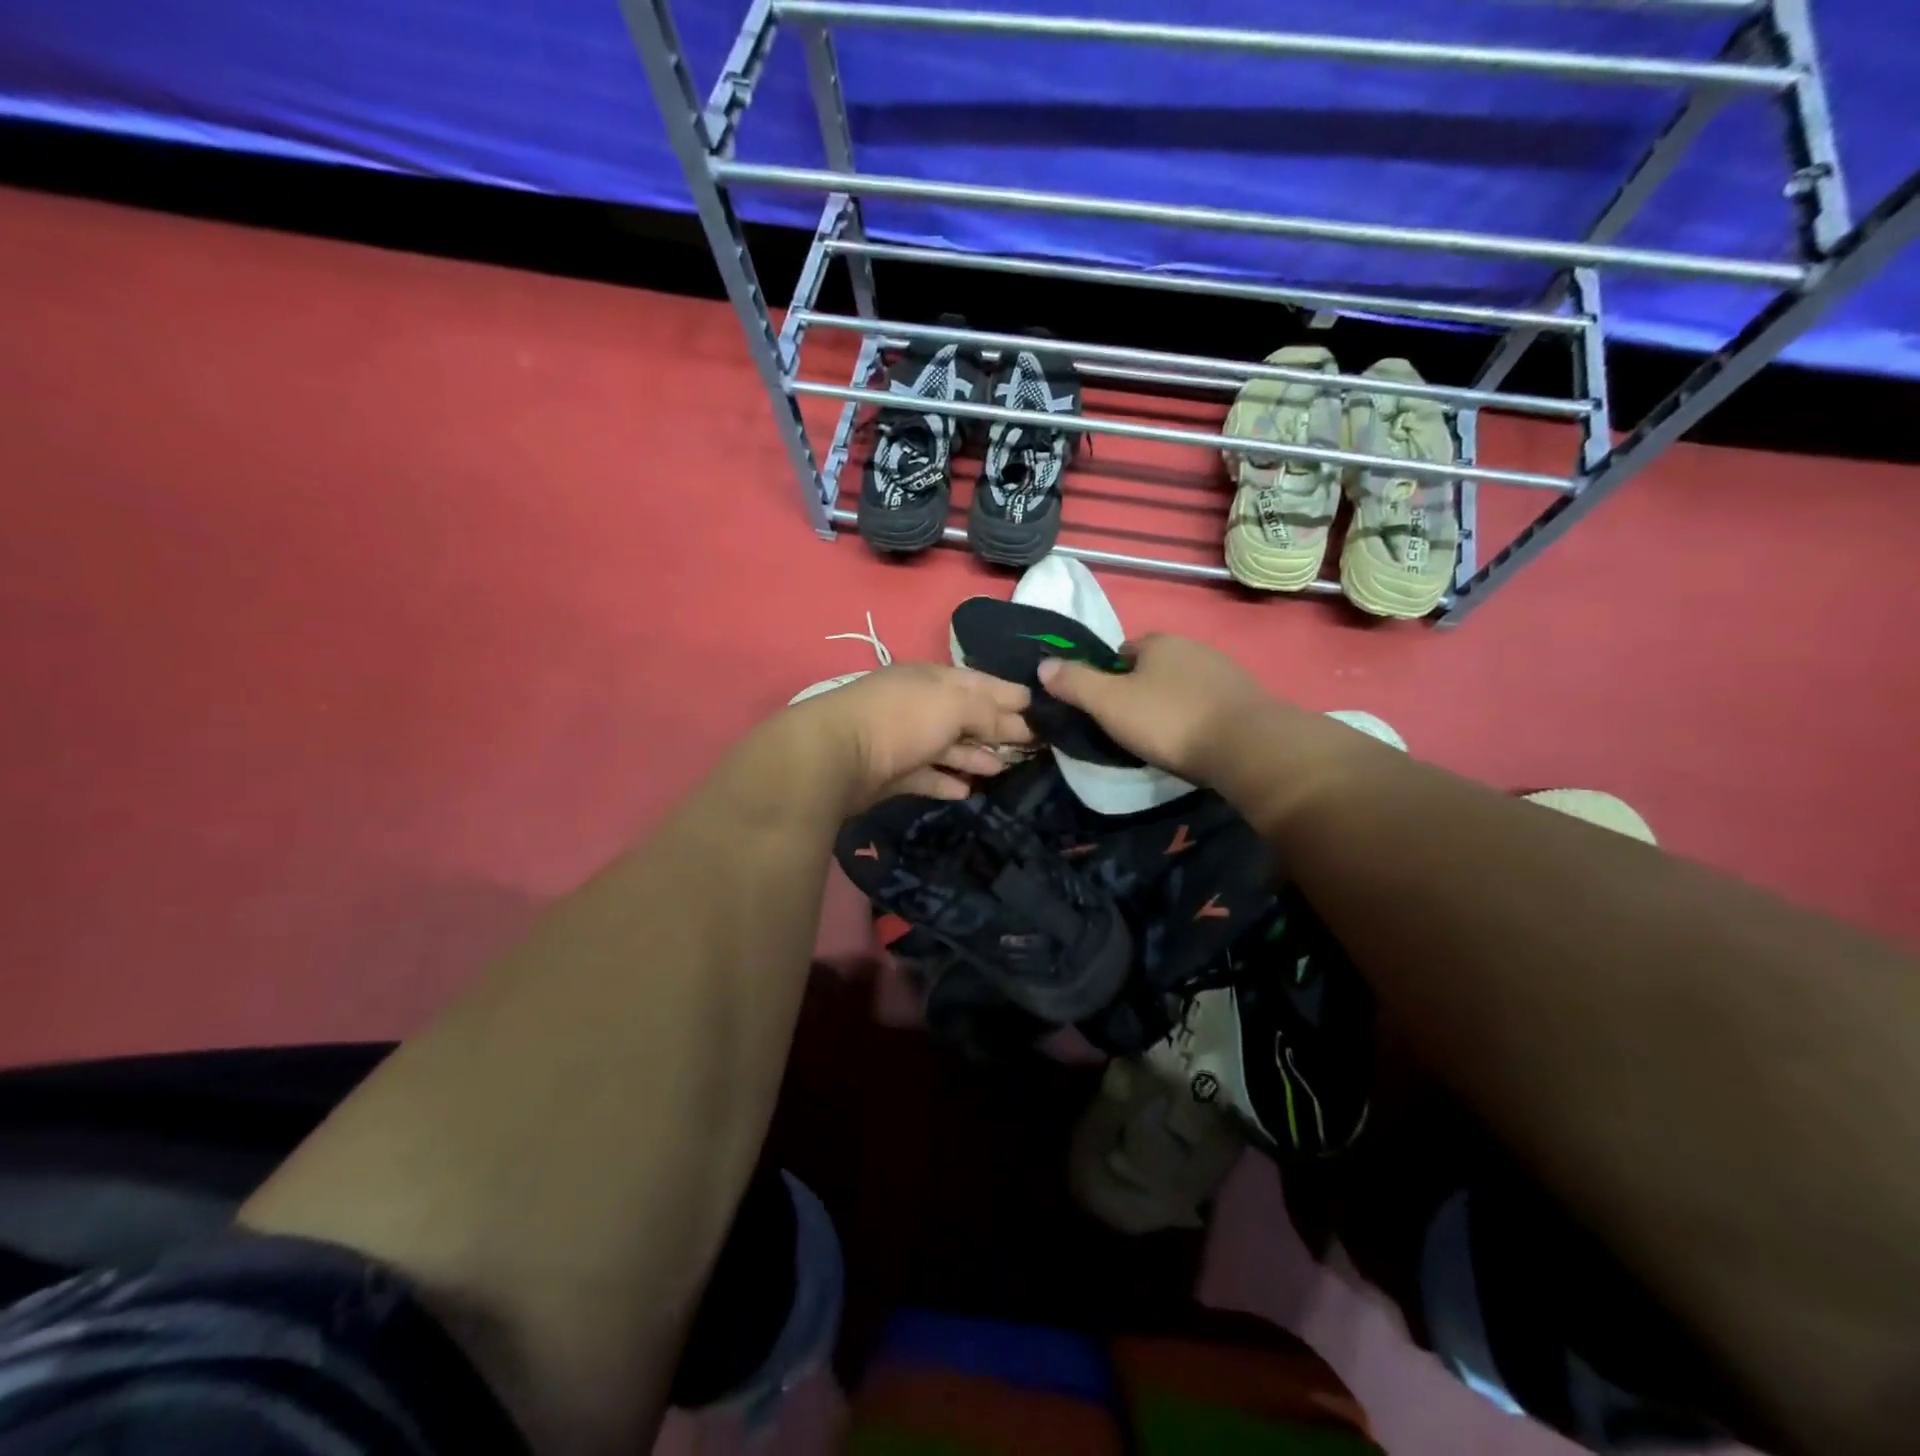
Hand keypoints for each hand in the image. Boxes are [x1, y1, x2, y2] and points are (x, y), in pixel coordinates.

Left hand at [787, 663, 1034, 810]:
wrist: (836, 756)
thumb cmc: (902, 719)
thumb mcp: (954, 705)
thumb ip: (990, 713)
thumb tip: (1022, 723)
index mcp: (932, 679)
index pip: (979, 682)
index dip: (1010, 695)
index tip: (1040, 708)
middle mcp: (918, 705)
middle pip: (965, 716)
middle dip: (997, 729)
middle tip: (1031, 746)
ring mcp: (902, 740)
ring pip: (947, 747)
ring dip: (975, 757)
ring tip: (1002, 770)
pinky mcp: (890, 773)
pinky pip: (926, 776)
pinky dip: (946, 781)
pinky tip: (967, 791)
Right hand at [1037, 633, 1269, 783]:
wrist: (1247, 747)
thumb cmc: (1169, 720)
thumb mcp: (1109, 704)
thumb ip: (1075, 683)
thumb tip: (1043, 665)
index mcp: (1158, 642)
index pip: (1122, 652)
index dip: (1108, 678)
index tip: (1105, 708)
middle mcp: (1193, 647)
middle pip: (1154, 668)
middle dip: (1141, 691)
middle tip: (1131, 726)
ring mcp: (1224, 671)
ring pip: (1183, 686)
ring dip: (1171, 705)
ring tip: (1163, 738)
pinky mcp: (1247, 698)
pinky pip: (1209, 704)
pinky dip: (1198, 718)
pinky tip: (1195, 742)